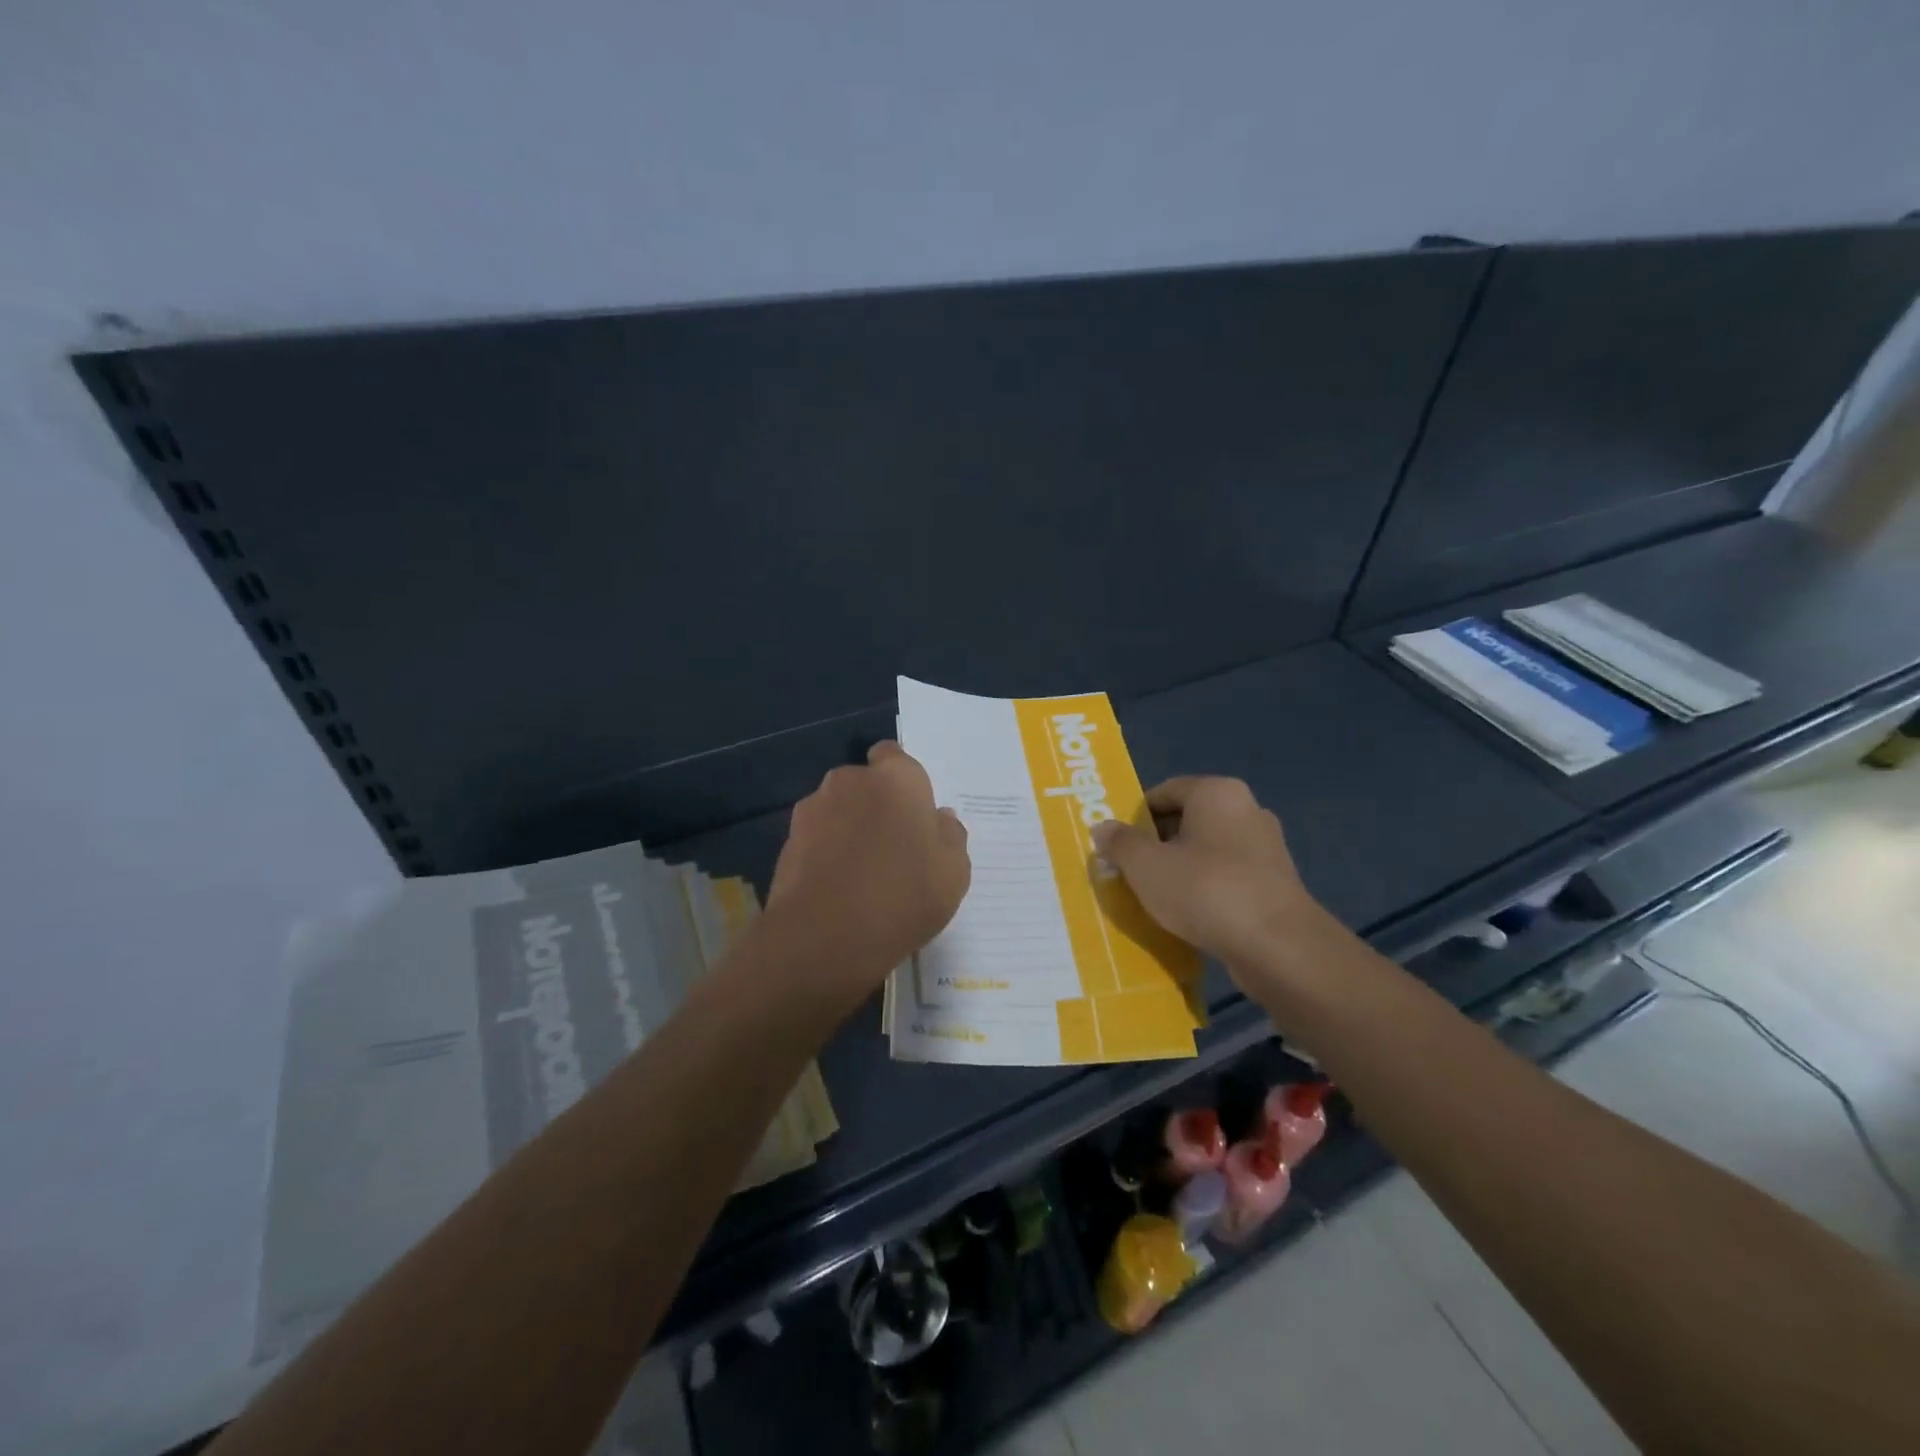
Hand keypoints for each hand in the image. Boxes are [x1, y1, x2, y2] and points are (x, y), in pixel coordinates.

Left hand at [762, 742, 970, 1010]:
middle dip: (876, 805)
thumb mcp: (953, 873)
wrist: (823, 937)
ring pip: (839, 809)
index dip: (902, 782)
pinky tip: (837, 887)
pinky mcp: (788, 838)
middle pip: (866, 784)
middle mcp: (852, 780)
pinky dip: (826, 851)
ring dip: (849, 827)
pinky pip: (817, 836)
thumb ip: (951, 836)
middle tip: (893, 846)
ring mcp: (814, 807)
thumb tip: (939, 818)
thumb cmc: (902, 897)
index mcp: (898, 778)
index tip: (912, 814)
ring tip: (861, 872)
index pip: (895, 756)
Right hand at [1091, 776, 1333, 982]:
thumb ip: (1120, 843)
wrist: (1278, 946)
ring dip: (1180, 868)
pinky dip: (1205, 889)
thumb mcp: (1146, 866)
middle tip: (1131, 870)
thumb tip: (1102, 828)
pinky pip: (1227, 876)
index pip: (1165, 791)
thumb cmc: (1205, 890)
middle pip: (1187, 819)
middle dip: (1156, 843)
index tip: (1118, 844)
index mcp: (1217, 792)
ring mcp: (1266, 848)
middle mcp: (1247, 810)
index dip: (1135, 815)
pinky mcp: (1276, 883)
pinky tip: (1189, 914)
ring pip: (1207, 850)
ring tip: (1156, 896)